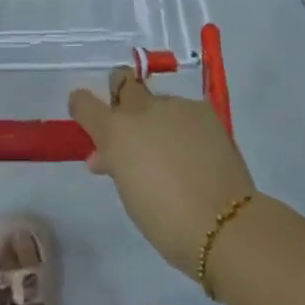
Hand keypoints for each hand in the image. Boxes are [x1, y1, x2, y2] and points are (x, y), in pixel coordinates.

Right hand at [69, 68, 255, 278]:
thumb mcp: (128, 192)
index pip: (83, 103)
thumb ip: (115, 165)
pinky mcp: (203, 109)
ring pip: (157, 101)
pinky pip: (185, 111)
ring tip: (173, 150)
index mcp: (115, 132)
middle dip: (121, 93)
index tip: (87, 117)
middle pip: (122, 80)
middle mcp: (140, 110)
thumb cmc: (165, 221)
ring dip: (157, 118)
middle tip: (130, 119)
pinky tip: (197, 150)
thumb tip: (104, 156)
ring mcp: (174, 106)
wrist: (222, 224)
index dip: (82, 106)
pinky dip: (184, 125)